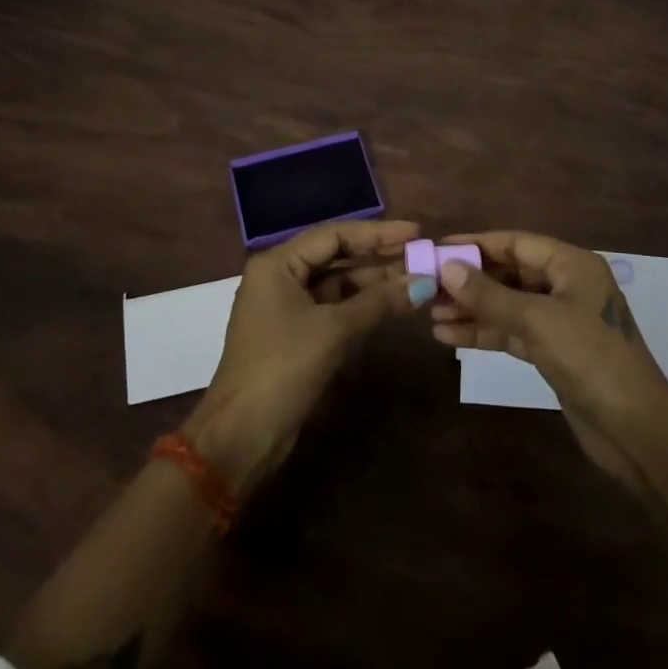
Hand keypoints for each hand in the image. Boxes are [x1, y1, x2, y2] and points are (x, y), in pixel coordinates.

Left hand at [186, 219, 428, 498]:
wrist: (243, 436)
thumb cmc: (283, 368)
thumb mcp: (333, 330)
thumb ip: (379, 302)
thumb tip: (424, 282)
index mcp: (278, 263)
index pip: (335, 235)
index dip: (378, 233)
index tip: (416, 232)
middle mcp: (281, 276)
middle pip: (337, 256)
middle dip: (379, 257)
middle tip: (421, 255)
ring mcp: (288, 306)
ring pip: (338, 283)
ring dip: (375, 282)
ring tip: (417, 278)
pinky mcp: (297, 334)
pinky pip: (335, 307)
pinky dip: (363, 305)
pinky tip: (394, 303)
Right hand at [430, 230, 667, 490]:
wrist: (636, 429)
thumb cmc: (590, 358)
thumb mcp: (536, 320)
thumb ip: (490, 294)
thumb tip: (447, 268)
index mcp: (571, 264)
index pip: (516, 243)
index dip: (476, 244)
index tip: (438, 248)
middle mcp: (566, 285)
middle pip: (510, 273)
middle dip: (471, 280)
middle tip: (428, 286)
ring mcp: (560, 320)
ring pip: (508, 305)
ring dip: (473, 309)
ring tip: (431, 314)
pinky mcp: (554, 351)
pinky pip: (512, 332)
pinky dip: (485, 333)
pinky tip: (449, 336)